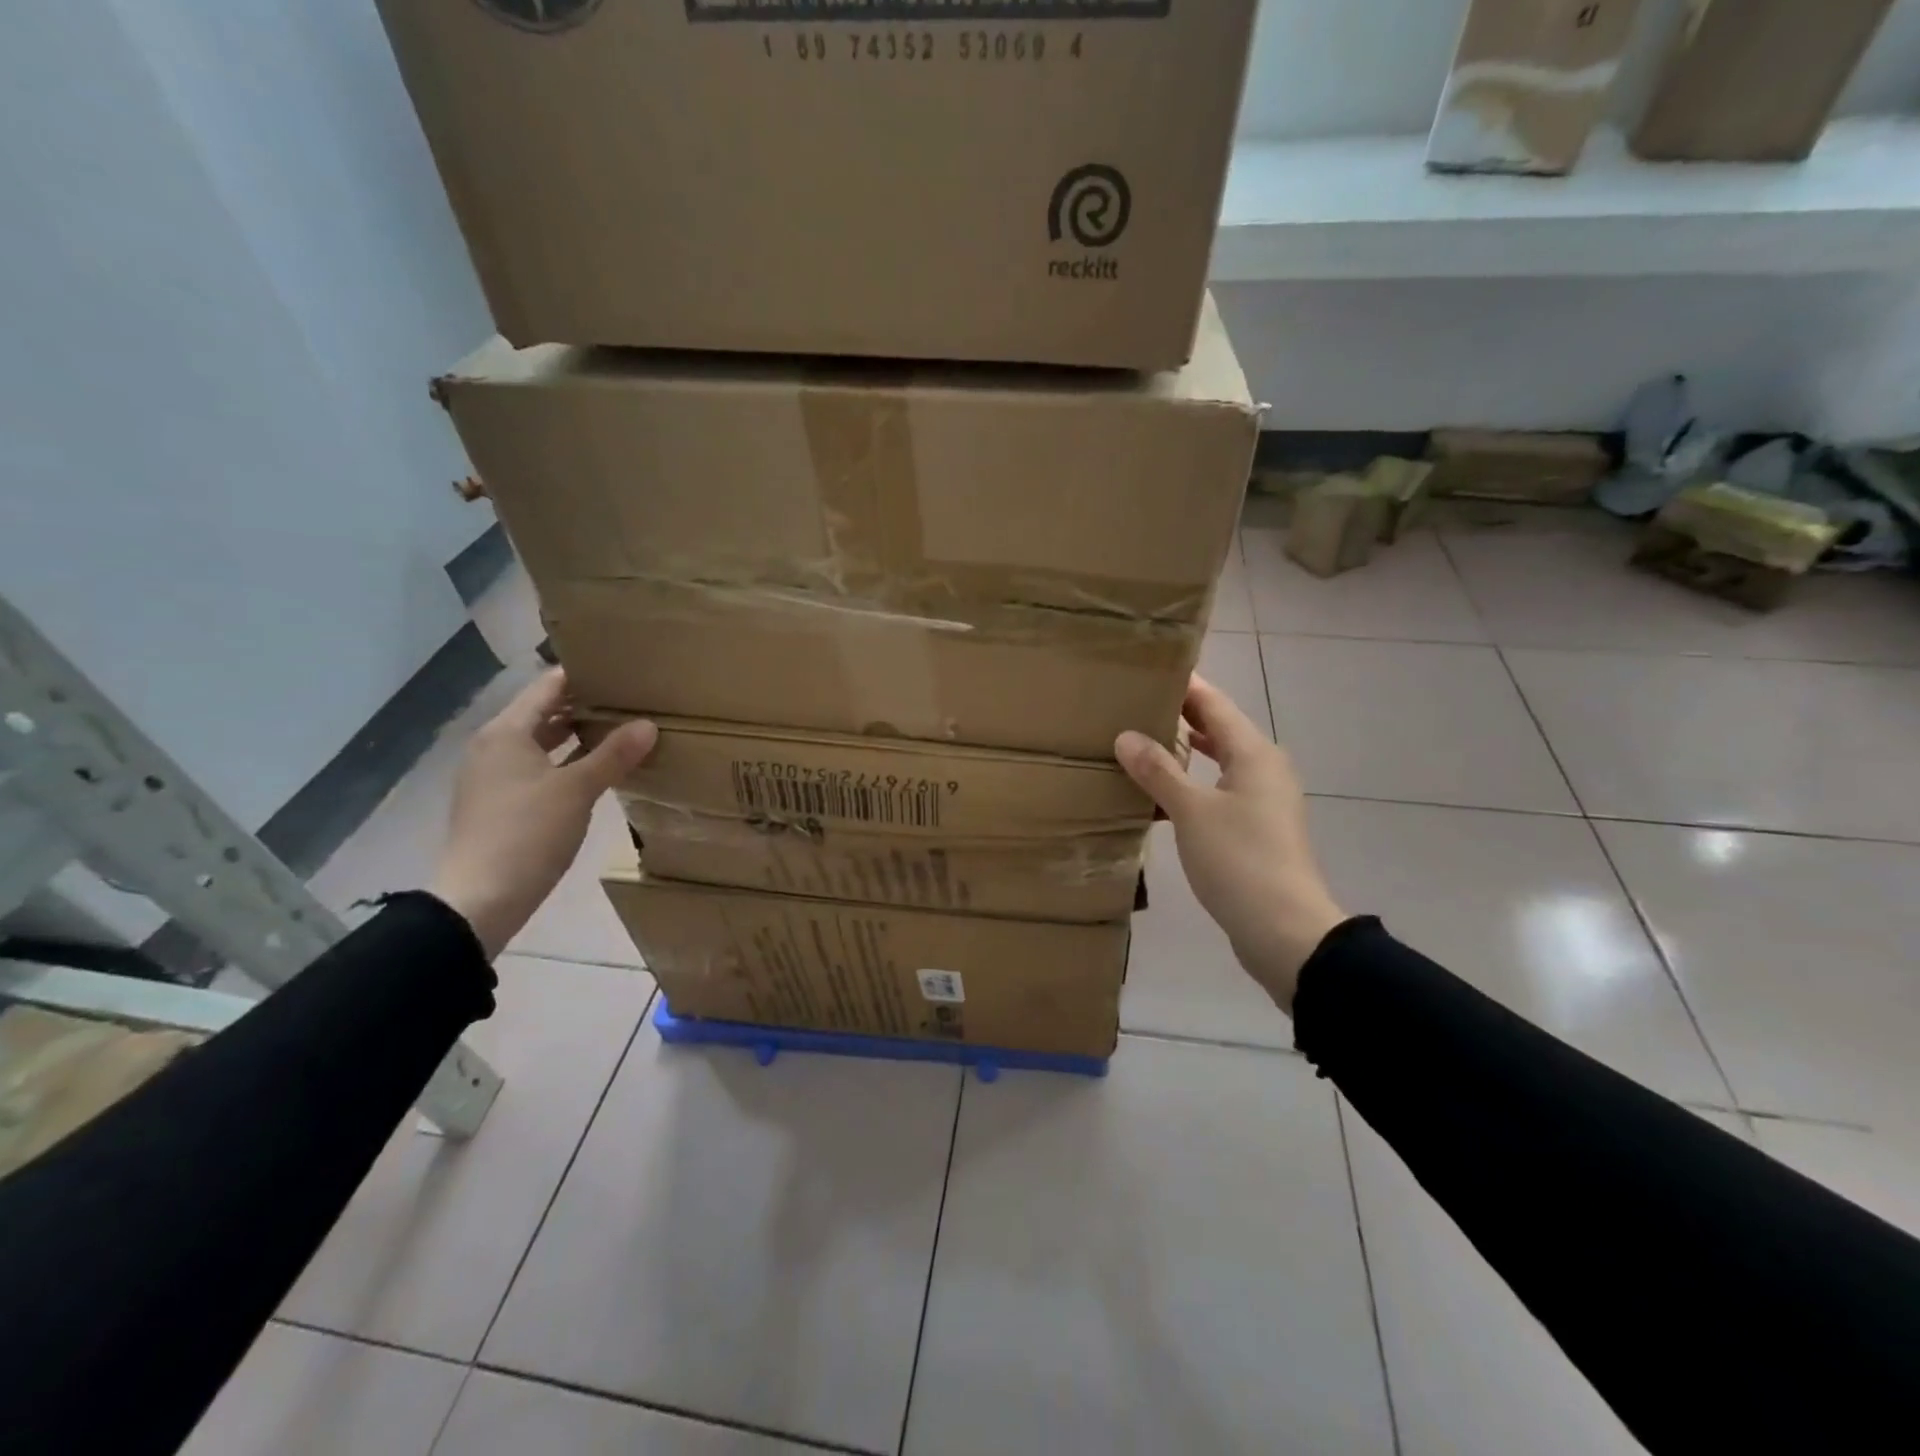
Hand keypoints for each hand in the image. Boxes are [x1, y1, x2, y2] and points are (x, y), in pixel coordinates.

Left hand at [429, 669, 657, 959]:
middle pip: (543, 713)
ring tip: (621, 730)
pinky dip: (565, 761)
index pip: (548, 687)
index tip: (621, 669)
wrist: (480, 900)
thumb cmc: (527, 833)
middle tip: (630, 699)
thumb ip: (613, 755)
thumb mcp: (577, 790)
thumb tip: (648, 724)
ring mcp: (493, 776)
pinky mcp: (499, 803)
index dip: (582, 675)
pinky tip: (596, 770)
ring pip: (541, 743)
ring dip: (576, 735)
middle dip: (584, 705)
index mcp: (506, 733)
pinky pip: (538, 767)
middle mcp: (494, 747)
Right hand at [1116, 676, 1346, 1012]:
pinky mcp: (1256, 829)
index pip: (1214, 704)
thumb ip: (1158, 771)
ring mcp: (1263, 801)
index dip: (1184, 685)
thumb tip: (1125, 736)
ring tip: (1142, 740)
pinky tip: (1162, 793)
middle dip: (1180, 715)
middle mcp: (1263, 769)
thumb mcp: (1191, 812)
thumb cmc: (1239, 861)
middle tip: (1134, 702)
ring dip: (1185, 750)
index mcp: (1253, 754)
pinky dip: (1192, 782)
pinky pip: (1219, 789)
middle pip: (1218, 730)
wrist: (1284, 930)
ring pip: (1218, 761)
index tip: (1150, 668)